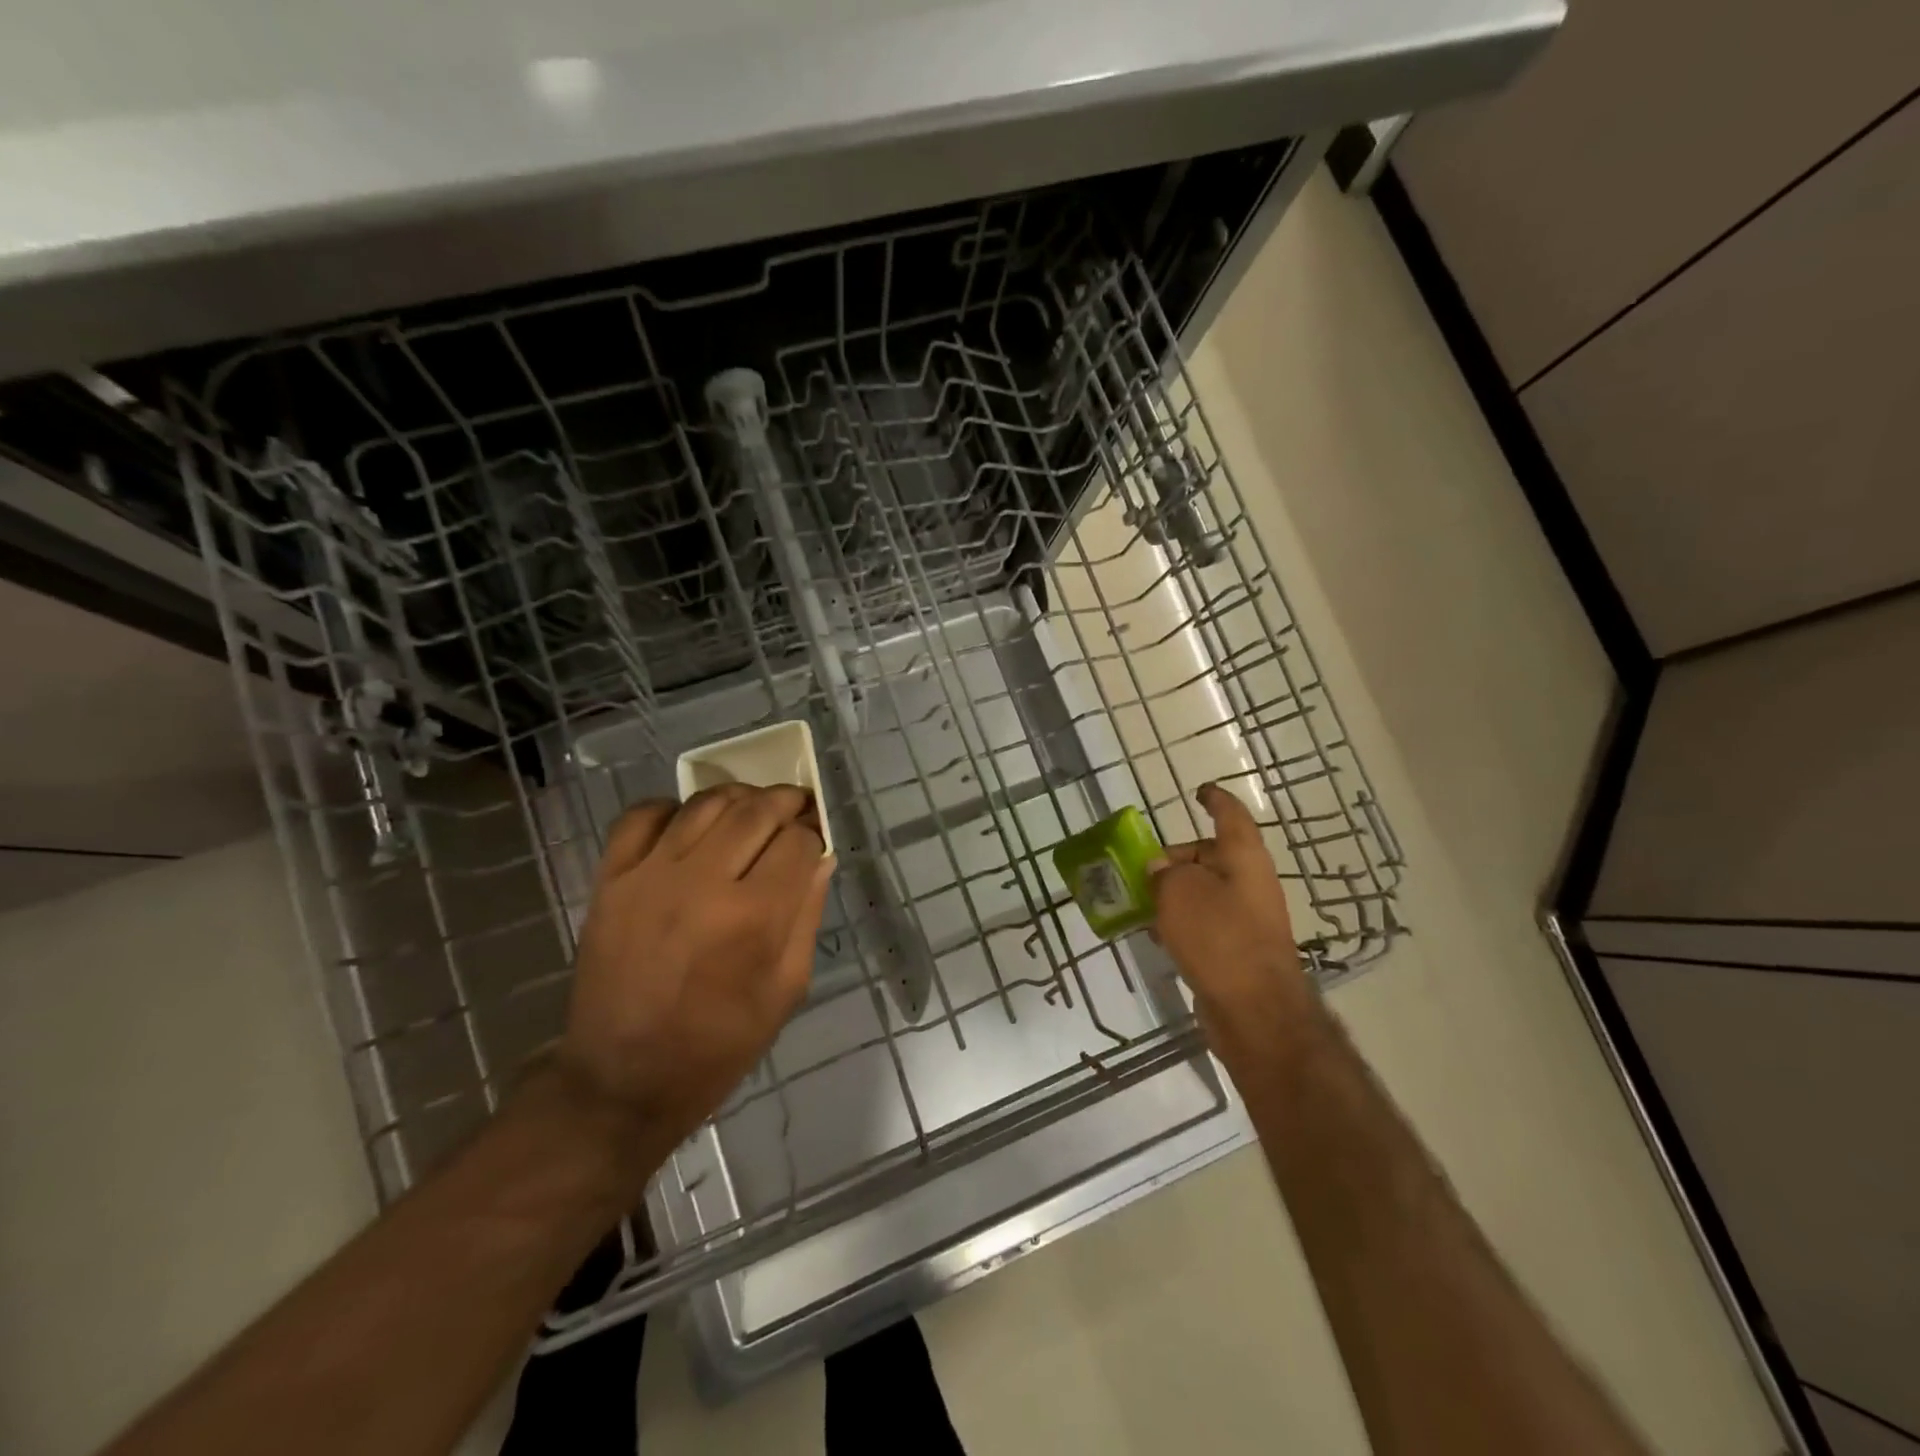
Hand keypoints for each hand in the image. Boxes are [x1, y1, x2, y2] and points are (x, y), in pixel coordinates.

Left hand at [554, 784, 833, 1159]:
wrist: (621, 1080)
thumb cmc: (718, 1044)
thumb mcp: (786, 990)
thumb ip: (807, 915)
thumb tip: (820, 858)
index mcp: (753, 917)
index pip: (799, 842)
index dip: (814, 837)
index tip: (815, 844)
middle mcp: (703, 883)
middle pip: (757, 810)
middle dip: (788, 802)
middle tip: (797, 809)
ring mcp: (650, 875)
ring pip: (706, 803)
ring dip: (739, 797)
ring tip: (751, 809)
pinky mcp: (611, 879)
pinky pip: (643, 816)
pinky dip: (672, 808)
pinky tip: (689, 824)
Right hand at [1150, 783, 1312, 1063]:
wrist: (1254, 1010)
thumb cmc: (1219, 937)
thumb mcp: (1179, 892)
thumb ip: (1164, 872)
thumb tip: (1160, 868)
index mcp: (1244, 858)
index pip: (1230, 816)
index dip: (1215, 800)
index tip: (1199, 792)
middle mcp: (1250, 882)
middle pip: (1212, 856)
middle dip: (1179, 857)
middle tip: (1144, 867)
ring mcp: (1246, 918)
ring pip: (1205, 892)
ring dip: (1175, 892)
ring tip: (1141, 899)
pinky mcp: (1236, 949)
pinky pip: (1204, 923)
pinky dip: (1181, 921)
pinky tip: (1156, 934)